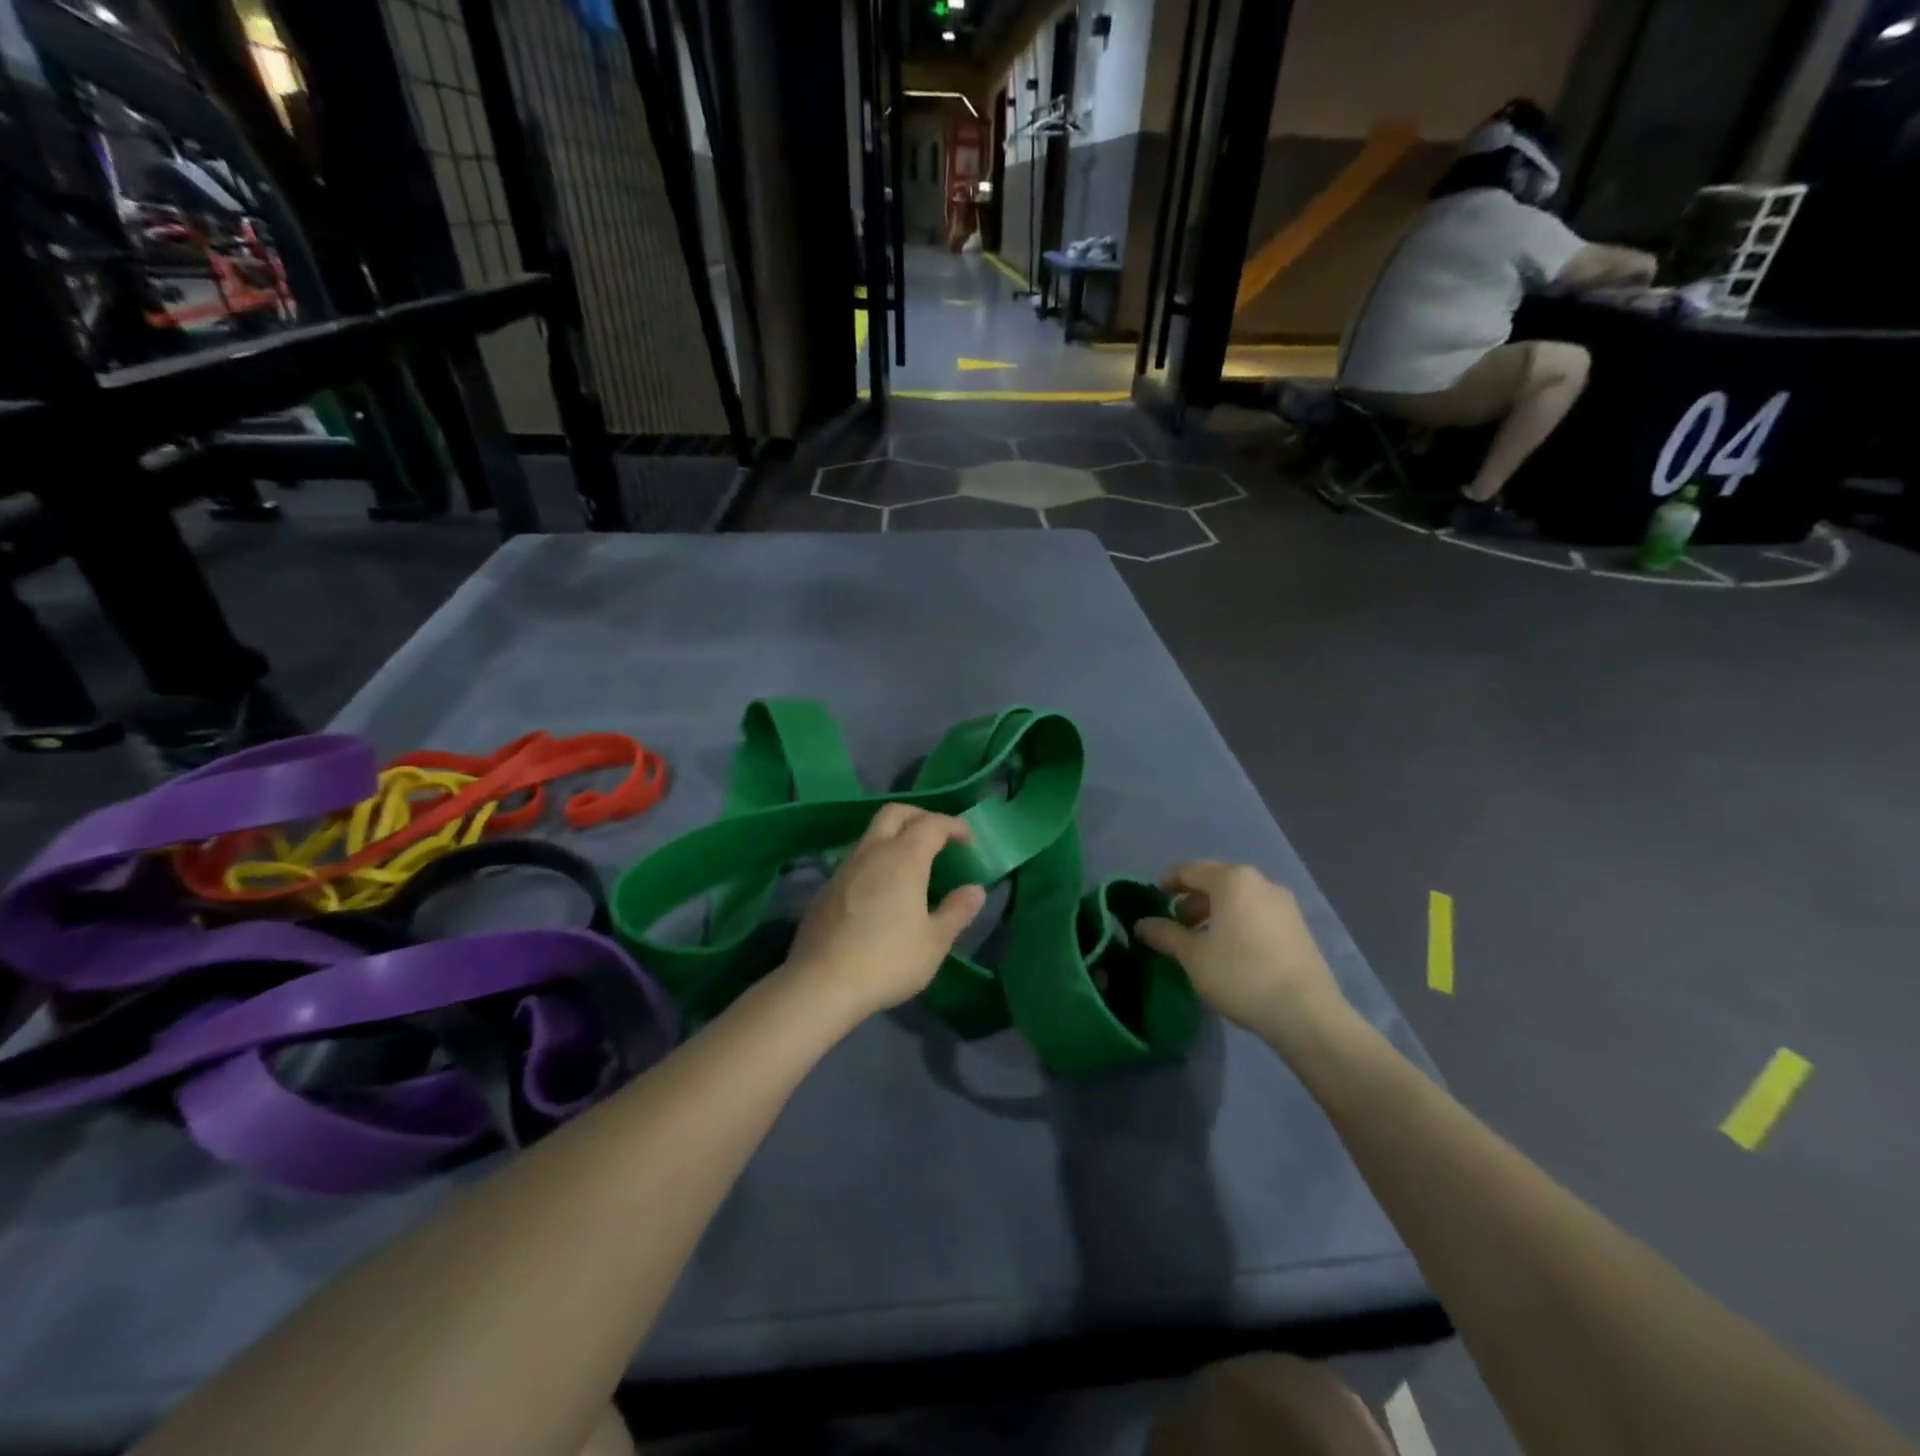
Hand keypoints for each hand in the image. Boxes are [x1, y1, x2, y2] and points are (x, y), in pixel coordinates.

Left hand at [783, 804, 987, 1019]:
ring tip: (911, 865)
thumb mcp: (934, 942)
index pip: (932, 824)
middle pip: (895, 813)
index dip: (953, 825)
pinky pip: (855, 861)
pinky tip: (880, 891)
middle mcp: (872, 852)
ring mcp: (844, 868)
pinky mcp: (825, 889)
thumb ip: (957, 911)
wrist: (821, 983)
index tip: (968, 839)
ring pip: (871, 835)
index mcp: (904, 858)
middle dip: (920, 816)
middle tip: (938, 836)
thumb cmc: (888, 960)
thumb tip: (975, 890)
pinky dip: (875, 862)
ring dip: (894, 838)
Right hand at [1135, 861, 1346, 1038]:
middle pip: (1217, 881)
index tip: (1152, 899)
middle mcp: (1261, 883)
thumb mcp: (1193, 956)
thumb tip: (1141, 924)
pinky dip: (1237, 923)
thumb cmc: (1241, 974)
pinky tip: (1230, 951)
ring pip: (1239, 899)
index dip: (1167, 882)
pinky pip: (1257, 914)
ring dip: (1215, 913)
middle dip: (1192, 899)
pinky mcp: (1298, 929)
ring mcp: (1284, 905)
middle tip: (1175, 923)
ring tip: (1200, 941)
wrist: (1306, 1014)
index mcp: (1233, 880)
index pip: (1190, 870)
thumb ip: (1165, 935)